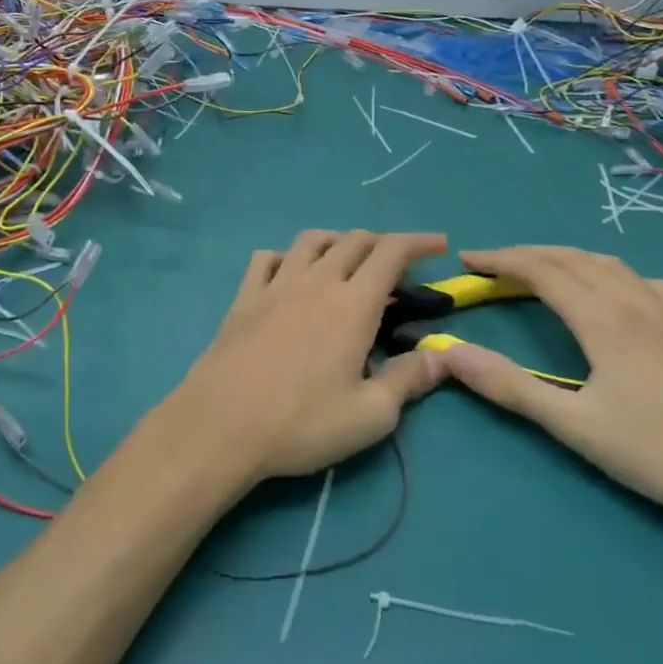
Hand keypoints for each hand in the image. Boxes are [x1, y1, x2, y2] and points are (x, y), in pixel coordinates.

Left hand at [160, 229, 448, 486]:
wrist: (222, 423)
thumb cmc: (301, 423)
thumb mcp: (370, 416)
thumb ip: (408, 381)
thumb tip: (440, 357)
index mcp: (352, 304)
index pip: (390, 253)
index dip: (418, 242)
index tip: (438, 245)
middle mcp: (316, 281)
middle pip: (353, 240)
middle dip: (381, 243)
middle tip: (395, 267)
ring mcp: (275, 285)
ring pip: (310, 241)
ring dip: (335, 241)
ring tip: (345, 261)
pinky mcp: (244, 297)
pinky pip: (265, 259)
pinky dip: (286, 257)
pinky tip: (289, 275)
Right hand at [432, 246, 662, 527]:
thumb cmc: (662, 453)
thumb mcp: (575, 426)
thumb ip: (510, 386)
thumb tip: (451, 353)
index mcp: (604, 319)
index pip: (541, 270)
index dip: (500, 260)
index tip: (466, 260)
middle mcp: (635, 302)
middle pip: (572, 259)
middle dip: (525, 255)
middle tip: (489, 265)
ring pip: (607, 264)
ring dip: (564, 259)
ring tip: (538, 270)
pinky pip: (641, 281)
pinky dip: (608, 272)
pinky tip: (613, 292)